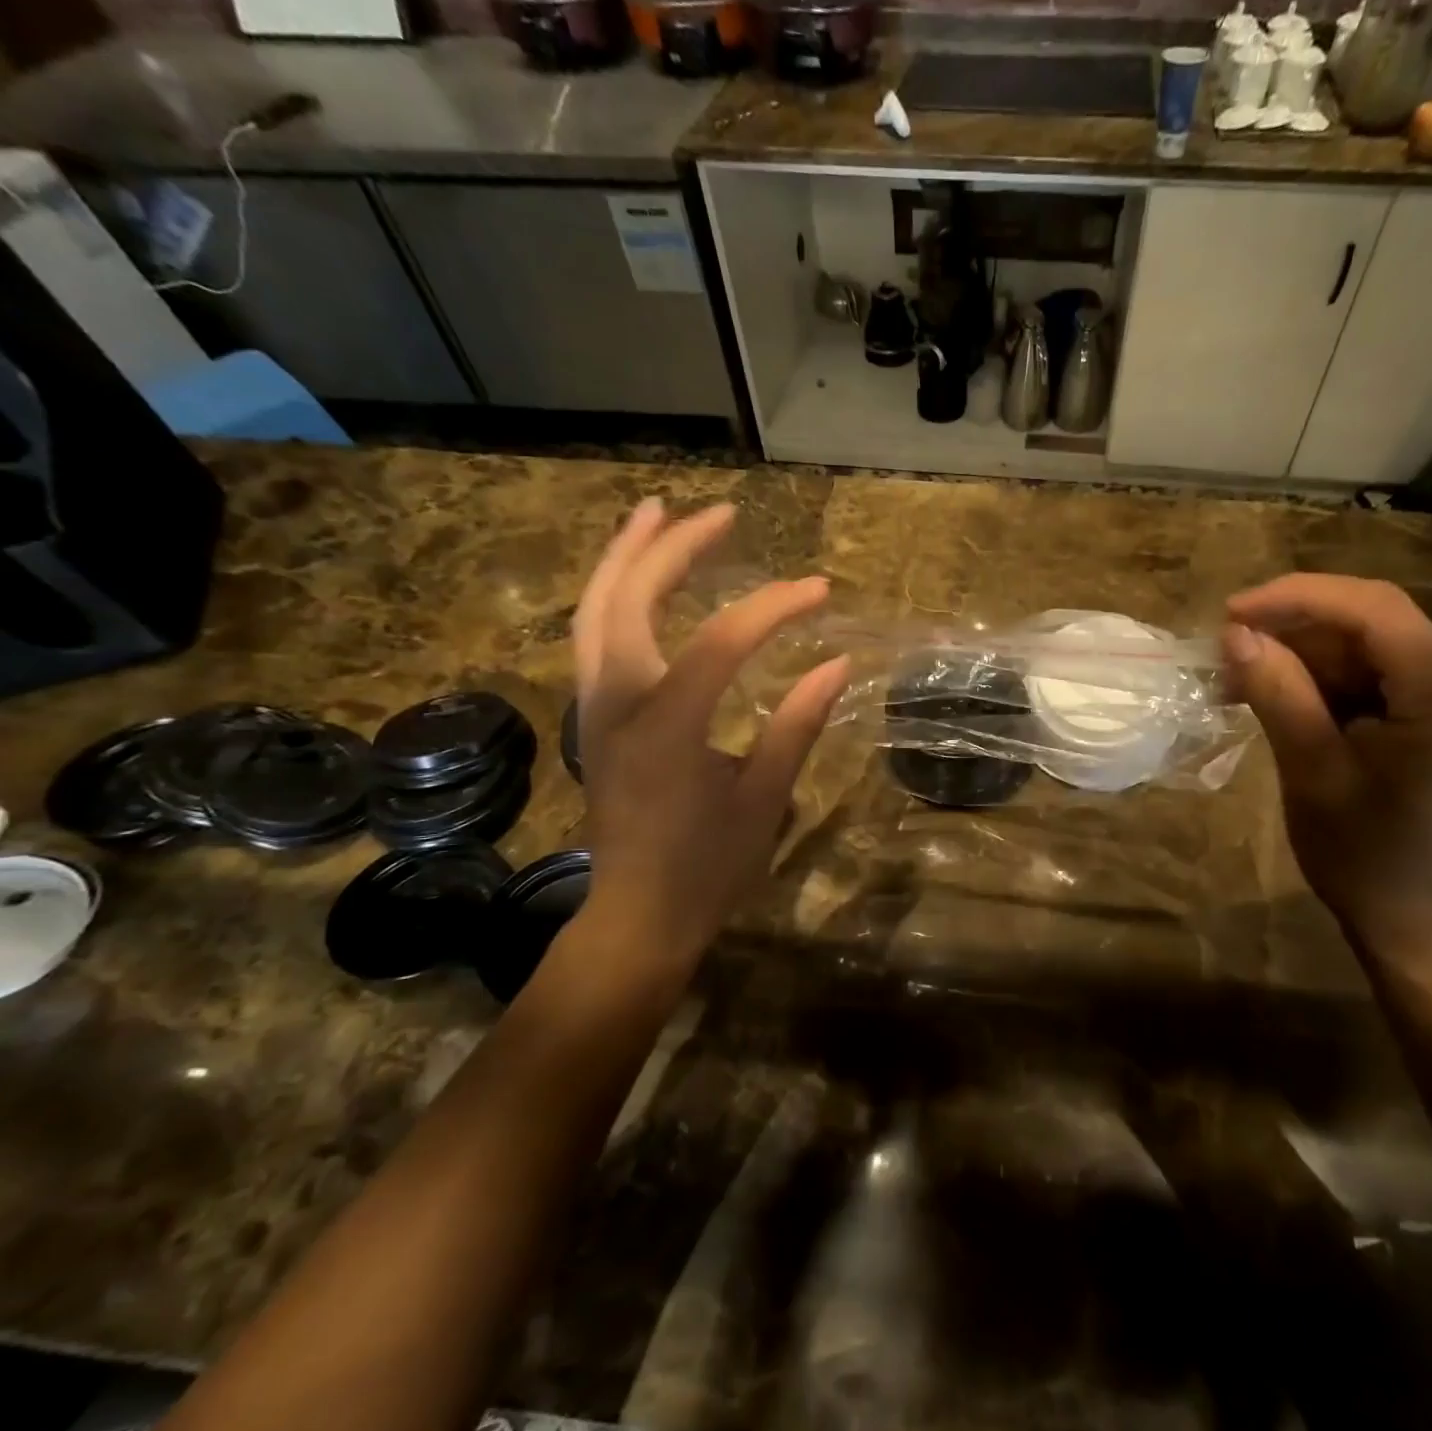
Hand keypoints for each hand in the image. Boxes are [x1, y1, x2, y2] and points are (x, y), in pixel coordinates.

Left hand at [568, 499, 849, 985]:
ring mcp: (596, 710)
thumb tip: (838, 663)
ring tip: (656, 515)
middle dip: (672, 547)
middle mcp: (617, 704)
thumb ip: (797, 725)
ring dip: (624, 558)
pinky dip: (613, 595)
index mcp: (666, 727)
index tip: (820, 590)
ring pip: (593, 612)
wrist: (639, 917)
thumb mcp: (764, 799)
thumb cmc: (708, 868)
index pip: (720, 641)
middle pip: (627, 599)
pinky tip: (639, 582)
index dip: (773, 607)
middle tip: (719, 513)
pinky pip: (593, 638)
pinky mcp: (596, 720)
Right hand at [1223, 575, 1431, 964]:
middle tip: (1227, 656)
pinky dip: (1330, 691)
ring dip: (1307, 664)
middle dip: (1296, 634)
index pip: (1374, 609)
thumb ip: (1279, 693)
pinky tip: (1285, 706)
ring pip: (1375, 658)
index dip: (1297, 598)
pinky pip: (1384, 689)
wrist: (1429, 937)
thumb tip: (1235, 635)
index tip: (1230, 613)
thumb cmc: (1370, 862)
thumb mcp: (1314, 773)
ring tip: (1241, 685)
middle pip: (1375, 630)